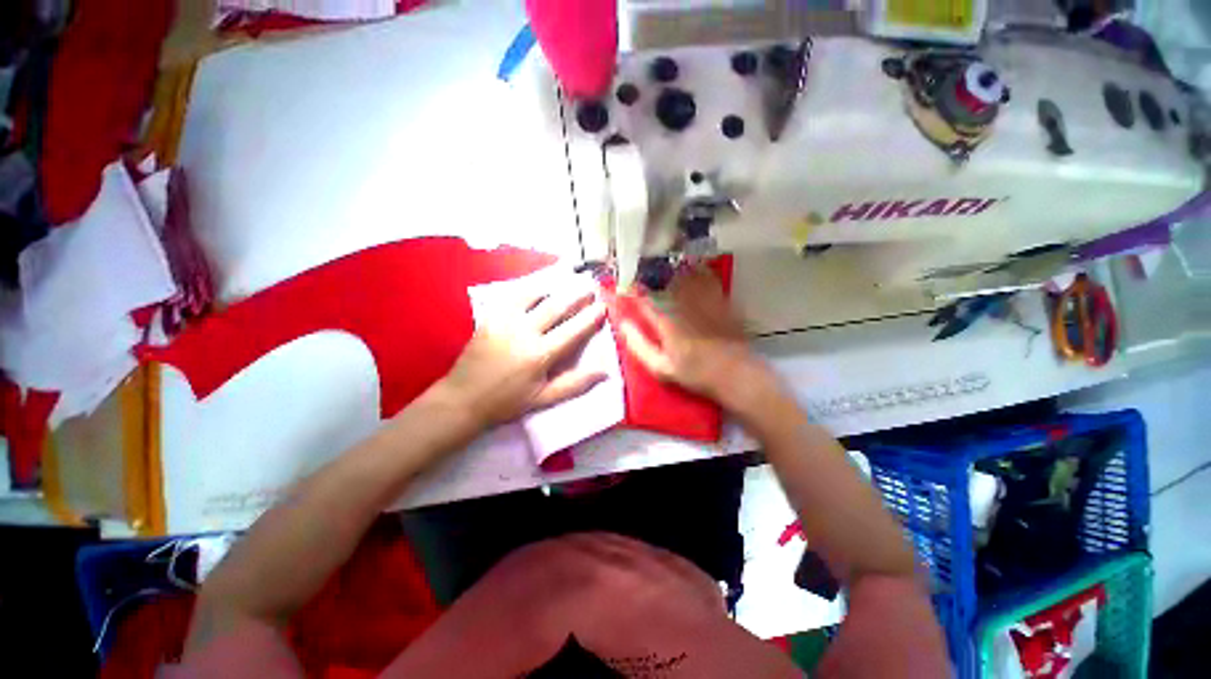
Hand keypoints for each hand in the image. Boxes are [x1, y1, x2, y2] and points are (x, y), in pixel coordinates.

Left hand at [439, 289, 607, 428]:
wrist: (463, 399)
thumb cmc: (507, 402)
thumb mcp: (543, 398)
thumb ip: (574, 384)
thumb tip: (604, 372)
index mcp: (540, 354)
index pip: (573, 330)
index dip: (590, 317)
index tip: (602, 306)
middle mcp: (524, 332)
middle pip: (556, 307)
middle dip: (576, 295)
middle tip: (590, 287)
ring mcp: (505, 322)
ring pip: (534, 296)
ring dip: (553, 288)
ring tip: (567, 281)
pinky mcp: (490, 318)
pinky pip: (512, 297)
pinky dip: (528, 290)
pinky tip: (536, 288)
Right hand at [619, 266, 767, 405]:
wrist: (734, 372)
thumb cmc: (694, 372)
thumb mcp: (660, 367)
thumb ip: (638, 345)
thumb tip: (623, 324)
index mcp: (665, 318)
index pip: (642, 297)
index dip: (630, 291)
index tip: (623, 290)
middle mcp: (682, 302)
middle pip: (662, 280)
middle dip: (649, 276)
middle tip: (642, 278)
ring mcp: (703, 297)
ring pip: (683, 274)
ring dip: (670, 271)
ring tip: (664, 272)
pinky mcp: (720, 297)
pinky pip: (705, 276)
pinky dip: (695, 272)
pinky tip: (692, 273)